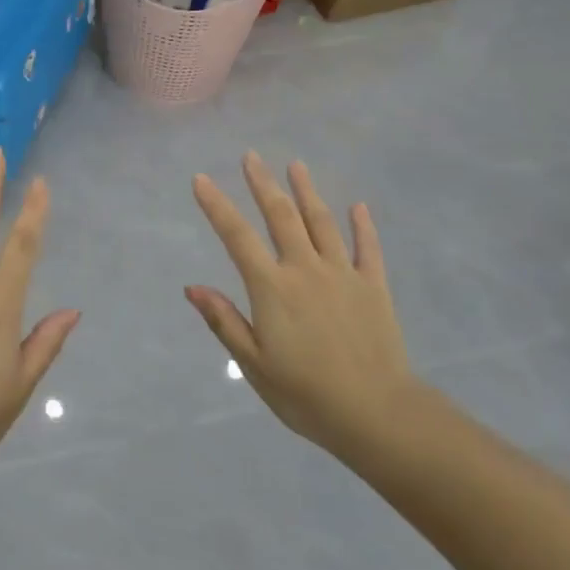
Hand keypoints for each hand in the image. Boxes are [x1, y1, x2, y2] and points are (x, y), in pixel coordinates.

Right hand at [187, 154, 416, 461]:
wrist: (376, 413)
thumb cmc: (305, 394)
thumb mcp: (254, 364)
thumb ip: (225, 321)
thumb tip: (193, 287)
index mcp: (272, 288)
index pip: (237, 237)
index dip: (217, 206)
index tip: (202, 179)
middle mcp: (305, 269)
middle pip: (281, 216)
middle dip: (263, 183)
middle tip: (251, 156)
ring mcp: (343, 274)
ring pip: (321, 222)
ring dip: (307, 191)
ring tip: (296, 165)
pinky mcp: (374, 287)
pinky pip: (367, 248)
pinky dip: (362, 226)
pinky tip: (358, 207)